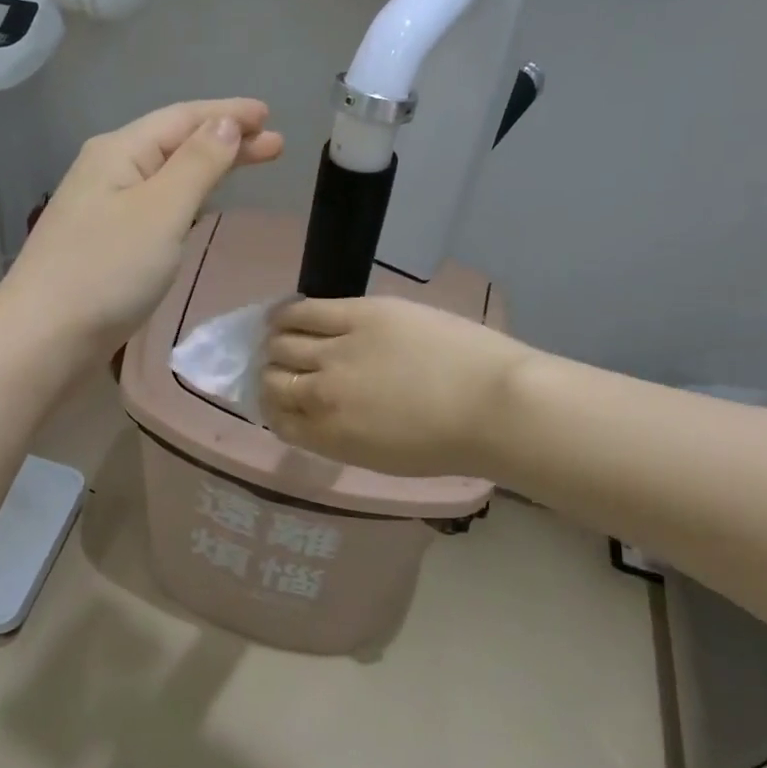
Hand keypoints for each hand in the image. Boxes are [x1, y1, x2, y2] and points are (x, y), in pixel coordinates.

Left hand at [0, 99, 283, 358]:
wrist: (44, 339)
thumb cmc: (107, 270)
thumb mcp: (161, 210)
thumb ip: (197, 164)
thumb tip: (225, 123)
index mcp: (118, 151)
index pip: (183, 118)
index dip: (229, 113)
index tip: (270, 115)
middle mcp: (106, 170)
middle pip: (174, 143)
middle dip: (225, 140)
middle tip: (275, 145)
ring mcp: (101, 208)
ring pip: (164, 175)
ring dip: (207, 168)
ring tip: (246, 167)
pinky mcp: (102, 244)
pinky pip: (153, 205)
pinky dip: (185, 197)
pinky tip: (197, 207)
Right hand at [260, 296, 531, 477]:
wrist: (494, 406)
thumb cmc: (448, 442)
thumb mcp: (380, 457)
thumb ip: (339, 436)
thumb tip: (318, 413)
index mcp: (328, 436)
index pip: (277, 417)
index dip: (274, 406)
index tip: (281, 398)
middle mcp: (322, 394)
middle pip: (272, 378)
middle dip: (273, 374)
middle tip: (285, 367)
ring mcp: (338, 350)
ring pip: (281, 342)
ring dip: (275, 343)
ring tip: (281, 336)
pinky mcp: (359, 314)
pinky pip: (304, 310)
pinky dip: (285, 314)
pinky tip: (283, 314)